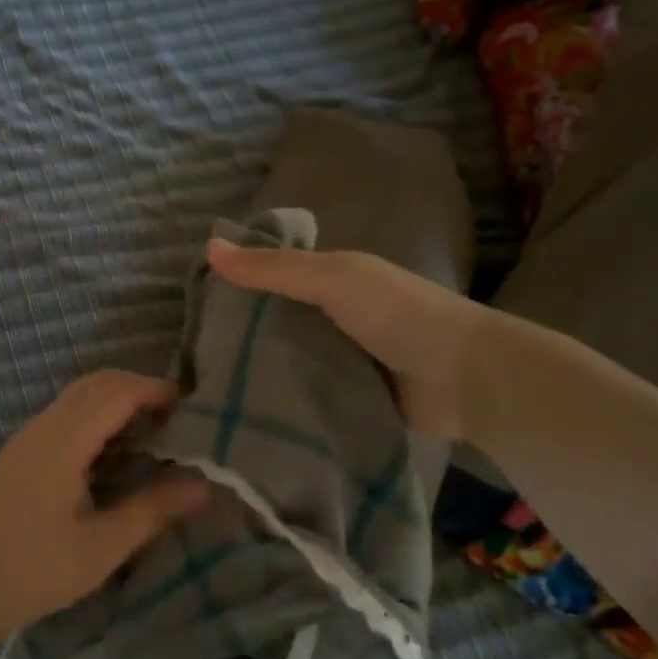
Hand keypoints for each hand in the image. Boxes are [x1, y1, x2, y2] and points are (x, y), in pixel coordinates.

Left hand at [0, 370, 210, 654]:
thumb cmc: (30, 569)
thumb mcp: (100, 546)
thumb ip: (152, 510)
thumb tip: (203, 485)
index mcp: (65, 438)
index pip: (119, 390)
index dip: (158, 390)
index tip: (195, 410)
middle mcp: (45, 425)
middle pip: (97, 383)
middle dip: (139, 390)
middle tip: (177, 422)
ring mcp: (27, 438)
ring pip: (78, 398)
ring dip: (116, 404)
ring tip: (152, 438)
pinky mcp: (18, 455)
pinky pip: (65, 417)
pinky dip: (96, 420)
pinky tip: (112, 457)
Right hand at [206, 238, 491, 437]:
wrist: (464, 378)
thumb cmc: (398, 313)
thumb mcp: (332, 278)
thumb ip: (274, 268)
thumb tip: (209, 246)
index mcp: (331, 281)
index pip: (272, 277)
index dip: (237, 286)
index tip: (192, 306)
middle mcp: (332, 318)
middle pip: (276, 323)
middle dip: (241, 337)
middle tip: (193, 357)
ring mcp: (341, 360)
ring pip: (287, 362)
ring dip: (260, 373)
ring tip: (209, 389)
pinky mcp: (348, 399)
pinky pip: (305, 397)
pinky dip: (283, 402)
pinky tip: (246, 412)